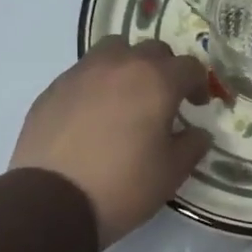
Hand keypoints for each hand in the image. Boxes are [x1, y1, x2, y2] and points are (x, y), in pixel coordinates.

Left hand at [11, 39, 212, 246]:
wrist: (51, 201)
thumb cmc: (123, 186)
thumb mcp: (171, 173)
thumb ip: (191, 146)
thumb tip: (198, 133)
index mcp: (155, 81)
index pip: (189, 66)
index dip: (199, 84)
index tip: (197, 105)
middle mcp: (120, 65)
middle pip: (152, 50)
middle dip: (165, 69)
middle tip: (165, 100)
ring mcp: (82, 73)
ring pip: (113, 51)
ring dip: (128, 66)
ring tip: (127, 97)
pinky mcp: (53, 89)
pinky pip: (83, 73)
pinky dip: (97, 84)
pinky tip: (94, 115)